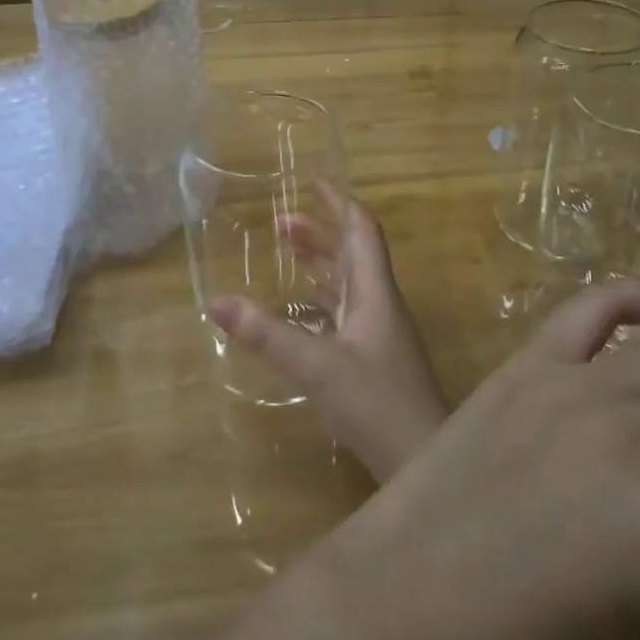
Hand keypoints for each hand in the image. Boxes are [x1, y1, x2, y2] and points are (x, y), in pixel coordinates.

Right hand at [207, 183, 448, 482]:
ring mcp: (379, 333)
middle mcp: (380, 304)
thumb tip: (215, 301)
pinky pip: (344, 313)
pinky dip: (320, 301)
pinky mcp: (373, 359)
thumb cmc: (377, 403)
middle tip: (278, 225)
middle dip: (318, 233)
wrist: (424, 458)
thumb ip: (267, 335)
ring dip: (319, 264)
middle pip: (352, 254)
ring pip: (348, 284)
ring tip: (284, 256)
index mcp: (375, 292)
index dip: (339, 202)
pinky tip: (299, 312)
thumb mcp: (316, 367)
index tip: (311, 181)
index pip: (361, 230)